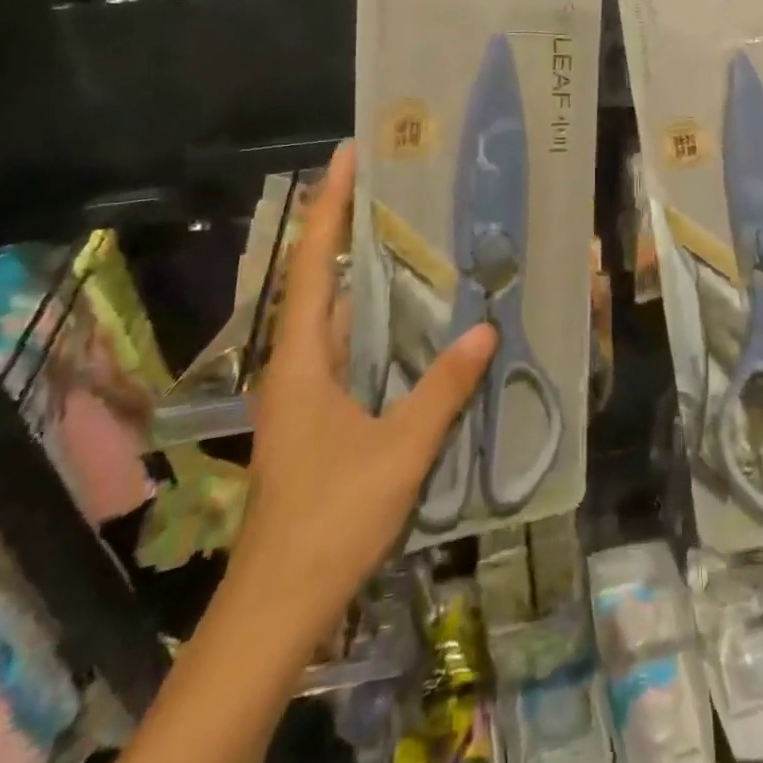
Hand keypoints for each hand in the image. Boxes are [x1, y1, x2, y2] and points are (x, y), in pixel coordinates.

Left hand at [231, 142, 495, 607]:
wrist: (277, 606)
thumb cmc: (330, 517)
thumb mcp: (399, 449)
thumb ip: (444, 387)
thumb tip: (485, 327)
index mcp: (302, 358)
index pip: (314, 263)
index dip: (329, 206)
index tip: (346, 156)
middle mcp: (297, 363)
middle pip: (322, 279)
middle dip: (349, 228)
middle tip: (395, 186)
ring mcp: (305, 391)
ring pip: (337, 316)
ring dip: (366, 275)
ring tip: (411, 236)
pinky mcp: (318, 416)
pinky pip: (349, 348)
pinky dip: (377, 321)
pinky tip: (412, 321)